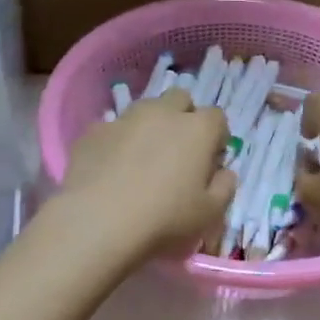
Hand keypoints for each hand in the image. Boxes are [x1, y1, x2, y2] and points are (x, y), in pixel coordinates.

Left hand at [57, 89, 234, 258]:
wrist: (97, 220)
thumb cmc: (164, 218)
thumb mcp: (209, 214)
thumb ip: (224, 188)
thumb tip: (225, 173)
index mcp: (197, 129)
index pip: (217, 117)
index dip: (217, 136)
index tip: (211, 159)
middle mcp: (162, 113)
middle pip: (180, 99)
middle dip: (184, 117)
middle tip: (179, 150)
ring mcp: (125, 118)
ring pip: (145, 109)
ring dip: (151, 125)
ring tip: (143, 158)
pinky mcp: (93, 131)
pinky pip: (113, 128)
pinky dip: (119, 141)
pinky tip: (112, 168)